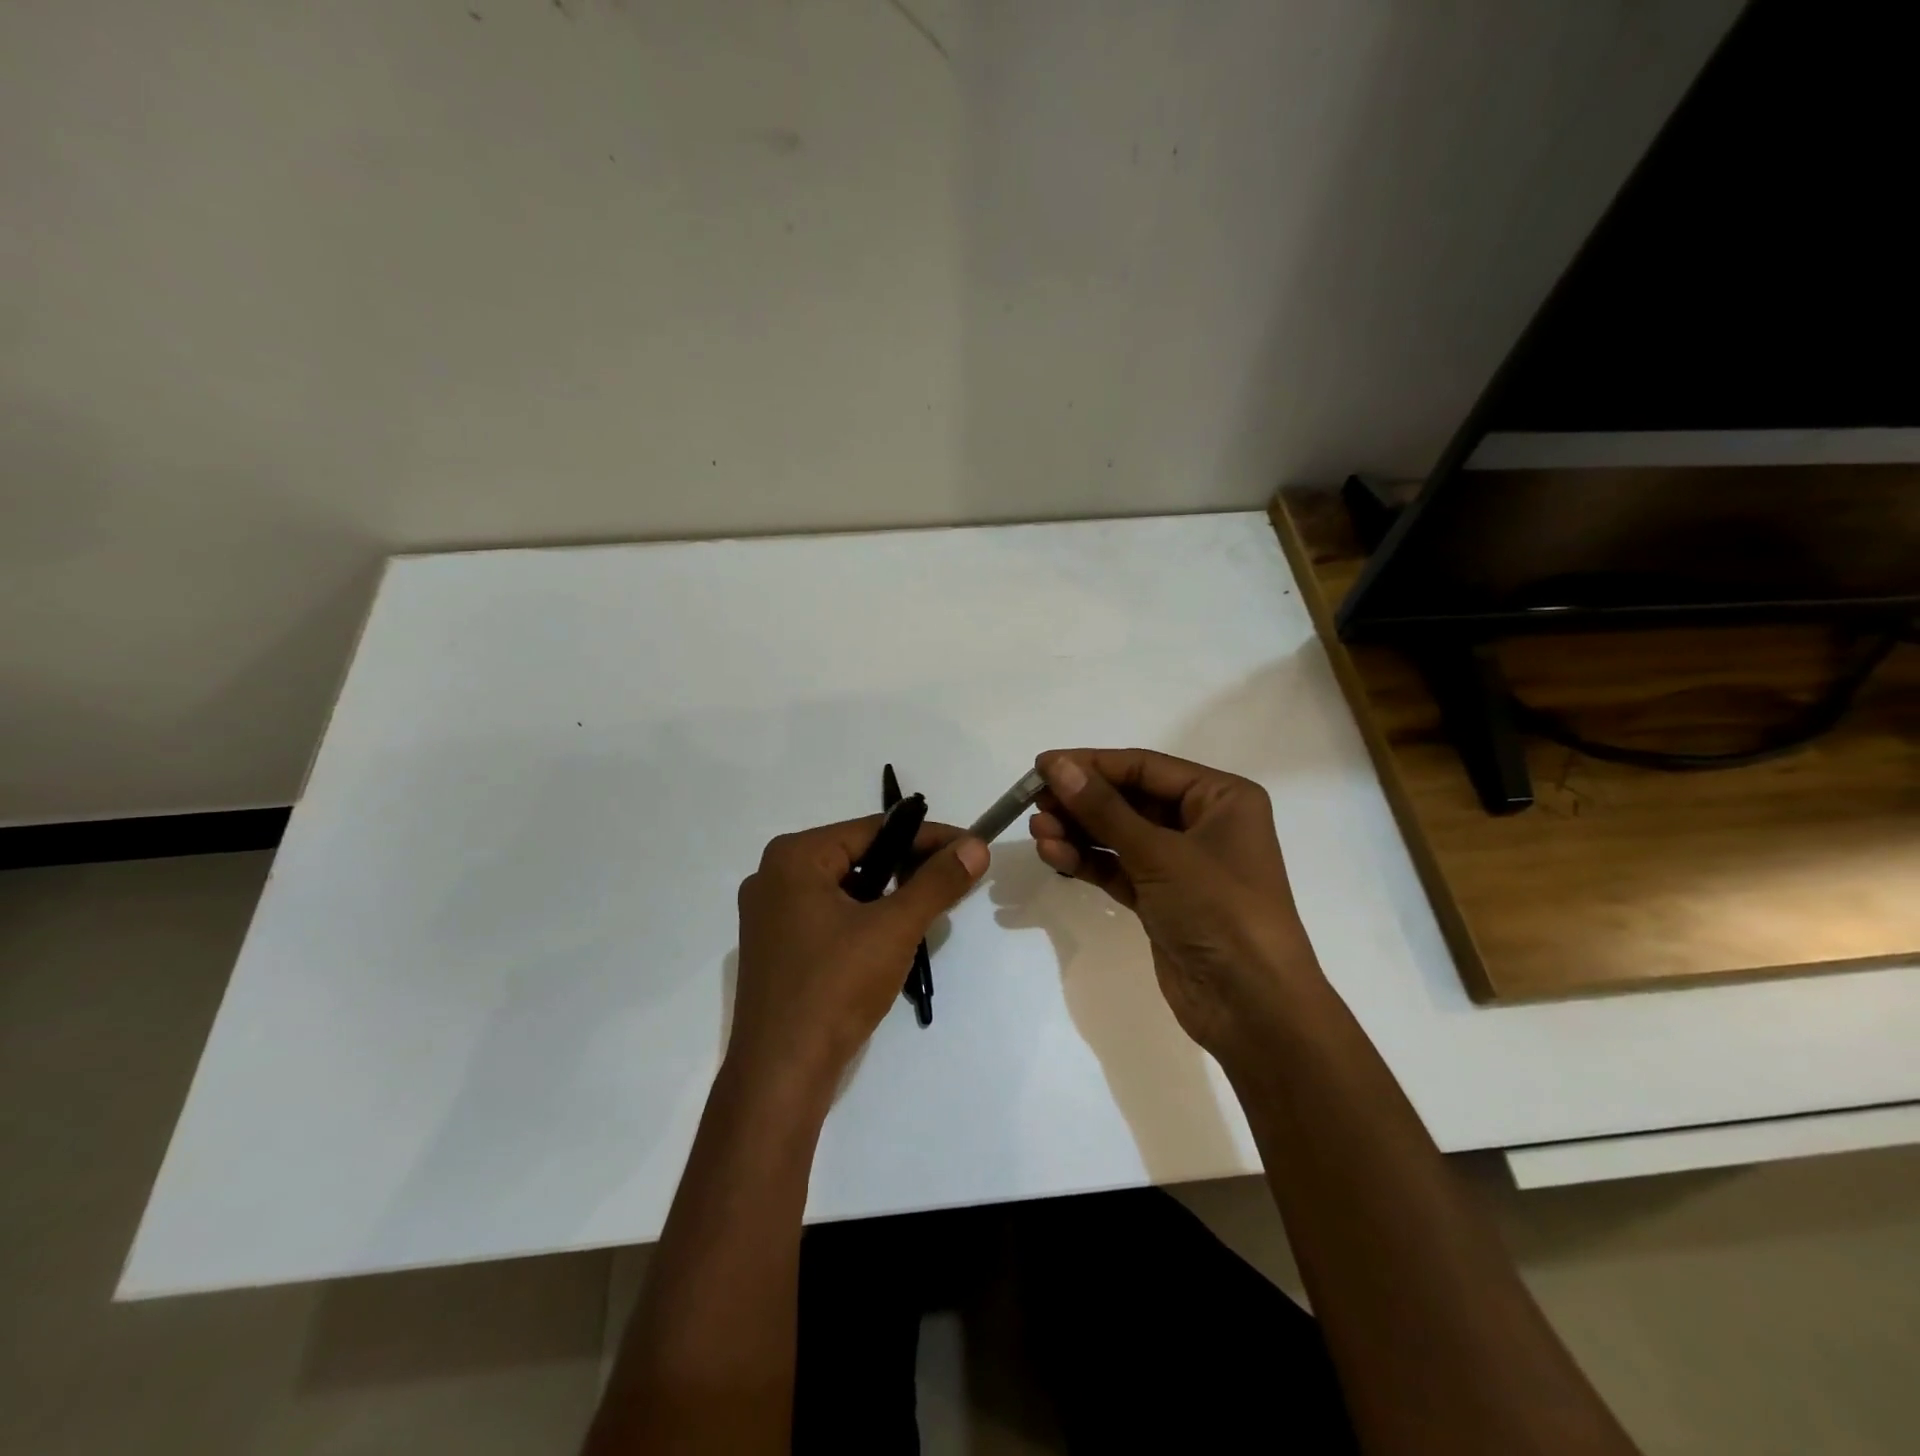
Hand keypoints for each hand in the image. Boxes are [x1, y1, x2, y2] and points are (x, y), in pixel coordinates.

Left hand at [730, 818, 988, 1087]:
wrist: (781, 1075)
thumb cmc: (835, 988)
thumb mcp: (894, 928)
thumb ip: (937, 882)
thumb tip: (976, 847)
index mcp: (794, 857)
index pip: (873, 830)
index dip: (928, 836)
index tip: (970, 846)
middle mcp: (774, 875)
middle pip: (858, 855)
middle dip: (909, 864)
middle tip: (957, 876)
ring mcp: (770, 913)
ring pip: (846, 886)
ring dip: (890, 892)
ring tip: (934, 903)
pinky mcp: (777, 946)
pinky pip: (830, 913)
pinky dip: (865, 916)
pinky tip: (895, 933)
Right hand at [1029, 749, 1319, 1059]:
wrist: (1252, 1007)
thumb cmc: (1219, 911)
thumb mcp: (1159, 853)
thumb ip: (1104, 809)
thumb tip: (1058, 767)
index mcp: (1221, 798)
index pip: (1145, 767)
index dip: (1092, 764)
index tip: (1042, 766)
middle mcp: (1203, 823)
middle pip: (1130, 799)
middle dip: (1081, 801)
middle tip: (1034, 801)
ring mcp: (1181, 864)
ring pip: (1119, 835)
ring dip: (1078, 832)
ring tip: (1037, 831)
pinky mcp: (1162, 898)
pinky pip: (1118, 867)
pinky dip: (1088, 861)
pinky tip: (1054, 856)